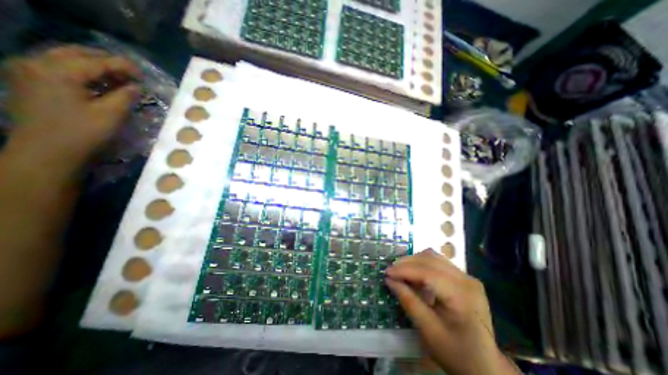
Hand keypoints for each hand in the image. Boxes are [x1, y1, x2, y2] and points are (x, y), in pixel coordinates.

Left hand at [2, 46, 139, 172]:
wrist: (45, 152)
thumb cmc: (82, 133)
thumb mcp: (111, 115)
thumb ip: (126, 96)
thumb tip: (137, 86)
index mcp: (57, 71)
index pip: (97, 61)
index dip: (124, 66)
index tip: (144, 75)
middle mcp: (36, 63)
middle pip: (77, 53)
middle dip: (107, 61)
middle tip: (131, 75)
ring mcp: (27, 70)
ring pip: (65, 58)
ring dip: (94, 66)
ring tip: (118, 79)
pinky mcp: (27, 81)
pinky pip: (56, 67)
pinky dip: (80, 72)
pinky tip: (97, 83)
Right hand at [384, 249, 518, 374]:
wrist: (486, 365)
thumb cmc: (457, 353)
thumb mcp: (429, 331)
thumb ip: (408, 302)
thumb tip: (389, 280)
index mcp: (463, 296)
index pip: (428, 273)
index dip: (405, 270)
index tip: (387, 273)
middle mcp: (467, 280)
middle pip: (430, 260)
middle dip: (407, 263)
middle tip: (391, 272)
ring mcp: (466, 276)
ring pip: (433, 256)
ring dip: (413, 261)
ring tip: (400, 271)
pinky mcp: (463, 277)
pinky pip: (437, 261)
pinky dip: (421, 264)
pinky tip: (414, 273)